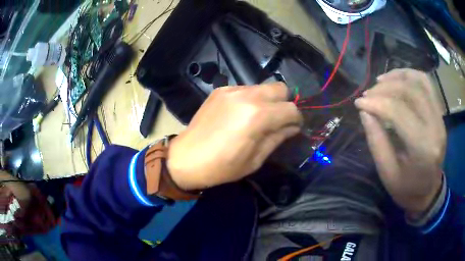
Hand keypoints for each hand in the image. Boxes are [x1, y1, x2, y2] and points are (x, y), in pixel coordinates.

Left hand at [167, 83, 302, 190]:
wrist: (186, 158)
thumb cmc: (222, 167)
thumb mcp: (255, 159)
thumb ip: (278, 138)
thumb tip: (292, 127)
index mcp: (258, 116)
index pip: (291, 109)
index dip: (297, 120)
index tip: (294, 128)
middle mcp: (247, 96)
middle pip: (280, 87)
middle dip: (284, 103)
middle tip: (278, 120)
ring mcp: (231, 90)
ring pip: (263, 86)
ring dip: (267, 100)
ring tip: (258, 117)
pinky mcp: (220, 90)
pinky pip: (245, 89)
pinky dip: (251, 99)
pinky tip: (240, 114)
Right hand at [354, 69, 445, 217]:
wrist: (428, 192)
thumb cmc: (407, 189)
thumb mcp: (387, 173)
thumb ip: (376, 141)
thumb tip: (364, 111)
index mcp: (423, 148)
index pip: (399, 112)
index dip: (376, 103)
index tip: (358, 102)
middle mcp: (435, 127)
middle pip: (410, 91)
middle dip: (385, 88)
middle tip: (368, 94)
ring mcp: (440, 117)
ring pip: (420, 81)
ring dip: (398, 76)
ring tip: (380, 81)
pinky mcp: (440, 113)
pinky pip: (427, 84)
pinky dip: (410, 75)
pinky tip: (398, 79)